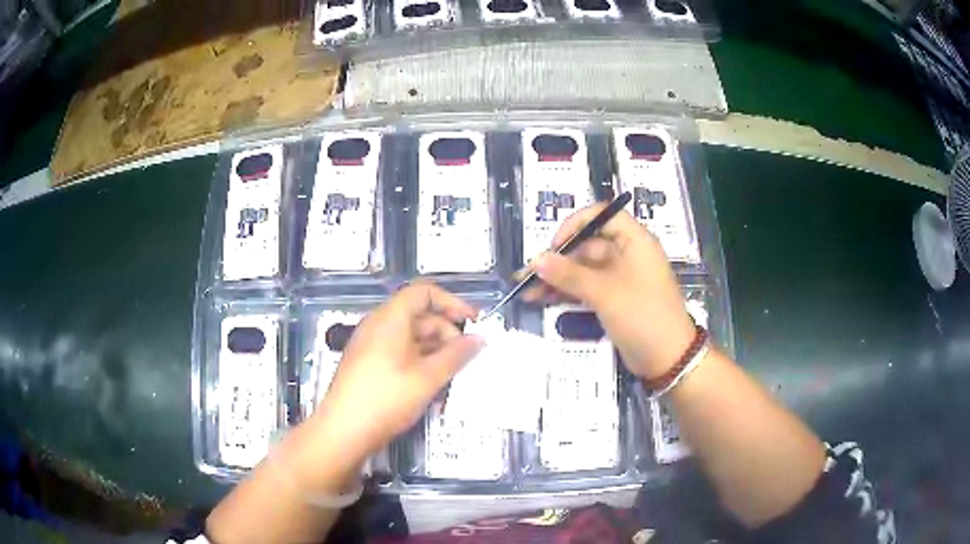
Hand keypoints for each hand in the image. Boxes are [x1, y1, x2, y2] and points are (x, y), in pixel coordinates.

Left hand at [312, 283, 483, 463]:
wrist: (344, 431)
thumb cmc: (385, 399)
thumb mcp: (428, 377)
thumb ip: (456, 355)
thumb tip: (478, 339)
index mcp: (390, 319)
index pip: (424, 292)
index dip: (452, 302)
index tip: (473, 321)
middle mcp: (378, 326)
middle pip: (419, 315)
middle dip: (447, 333)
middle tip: (467, 356)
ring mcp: (371, 346)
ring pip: (411, 338)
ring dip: (436, 352)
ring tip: (453, 376)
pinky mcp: (368, 365)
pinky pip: (400, 353)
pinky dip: (420, 363)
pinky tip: (432, 387)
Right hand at [522, 204, 694, 378]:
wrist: (668, 359)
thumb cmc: (643, 316)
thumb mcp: (605, 293)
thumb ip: (569, 275)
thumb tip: (537, 260)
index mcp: (634, 241)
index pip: (602, 215)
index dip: (576, 224)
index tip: (555, 244)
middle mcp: (627, 254)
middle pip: (587, 245)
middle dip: (557, 259)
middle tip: (529, 274)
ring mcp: (619, 278)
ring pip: (583, 269)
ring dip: (557, 278)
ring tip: (527, 290)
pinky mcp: (613, 298)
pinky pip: (586, 288)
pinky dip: (566, 292)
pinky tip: (542, 299)